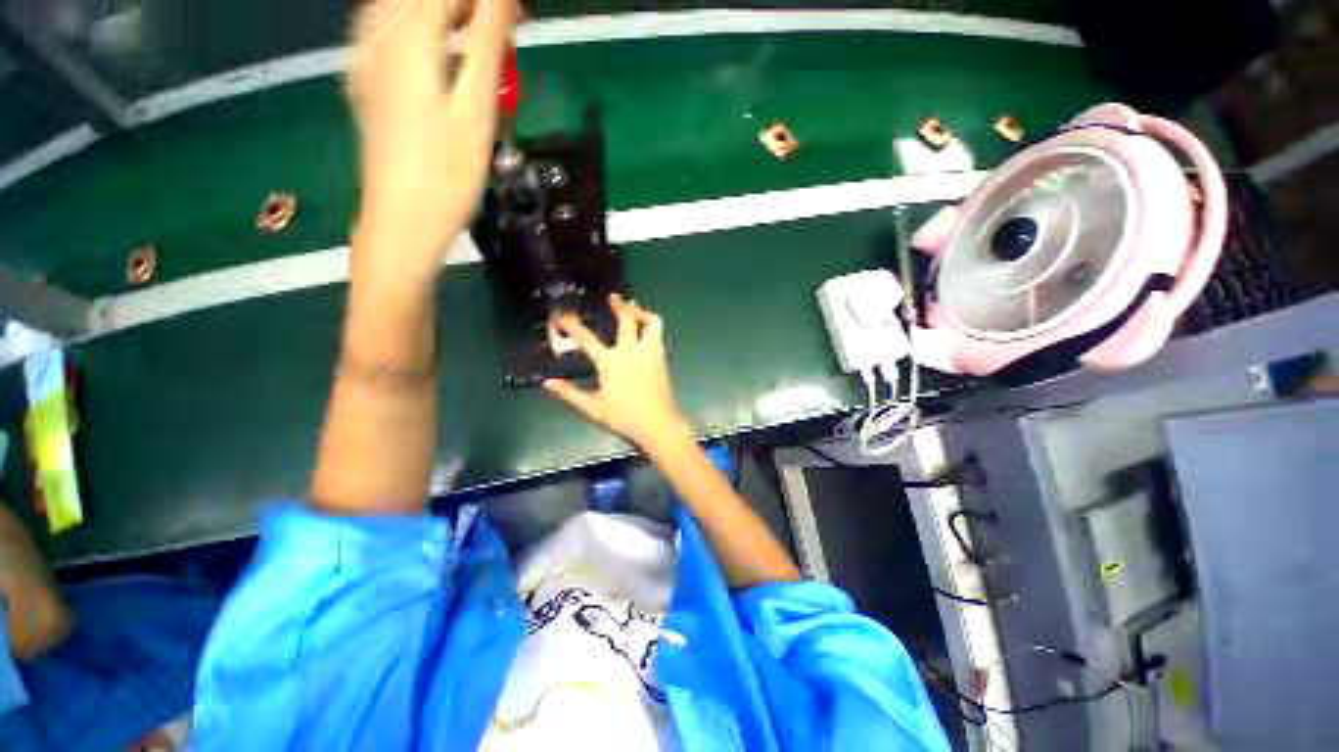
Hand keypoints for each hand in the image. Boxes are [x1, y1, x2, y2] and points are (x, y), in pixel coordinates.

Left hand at [348, 0, 517, 283]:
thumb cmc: (446, 174)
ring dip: (446, 18)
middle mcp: (377, 35)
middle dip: (468, 9)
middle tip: (504, 36)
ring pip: (404, 10)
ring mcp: (366, 58)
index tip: (519, 17)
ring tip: (479, 46)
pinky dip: (422, 31)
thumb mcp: (475, 110)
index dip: (487, 1)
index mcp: (406, 37)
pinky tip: (442, 53)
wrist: (402, 221)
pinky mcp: (367, 81)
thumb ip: (487, 44)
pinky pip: (389, 31)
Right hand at [544, 296, 692, 451]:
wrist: (658, 423)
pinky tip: (646, 330)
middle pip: (627, 319)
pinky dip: (651, 326)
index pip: (586, 338)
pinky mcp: (662, 358)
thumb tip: (547, 382)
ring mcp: (649, 353)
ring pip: (652, 323)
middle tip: (614, 297)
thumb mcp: (593, 408)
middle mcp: (631, 351)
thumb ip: (569, 393)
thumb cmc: (624, 416)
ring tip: (635, 308)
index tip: (562, 313)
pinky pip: (658, 335)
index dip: (572, 324)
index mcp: (610, 361)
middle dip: (620, 305)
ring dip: (642, 312)